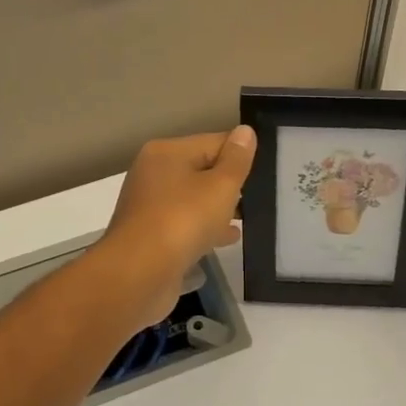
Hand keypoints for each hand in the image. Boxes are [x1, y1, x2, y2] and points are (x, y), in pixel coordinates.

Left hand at [97, 127, 256, 324]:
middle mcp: (153, 174)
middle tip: (262, 197)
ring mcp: (150, 207)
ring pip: (194, 200)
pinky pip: (186, 225)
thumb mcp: (220, 186)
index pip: (214, 142)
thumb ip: (236, 159)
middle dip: (230, 184)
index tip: (267, 172)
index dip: (241, 155)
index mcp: (167, 153)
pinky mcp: (151, 236)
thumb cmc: (183, 220)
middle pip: (202, 170)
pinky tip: (229, 238)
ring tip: (250, 218)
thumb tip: (245, 131)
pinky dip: (206, 228)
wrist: (139, 274)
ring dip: (219, 208)